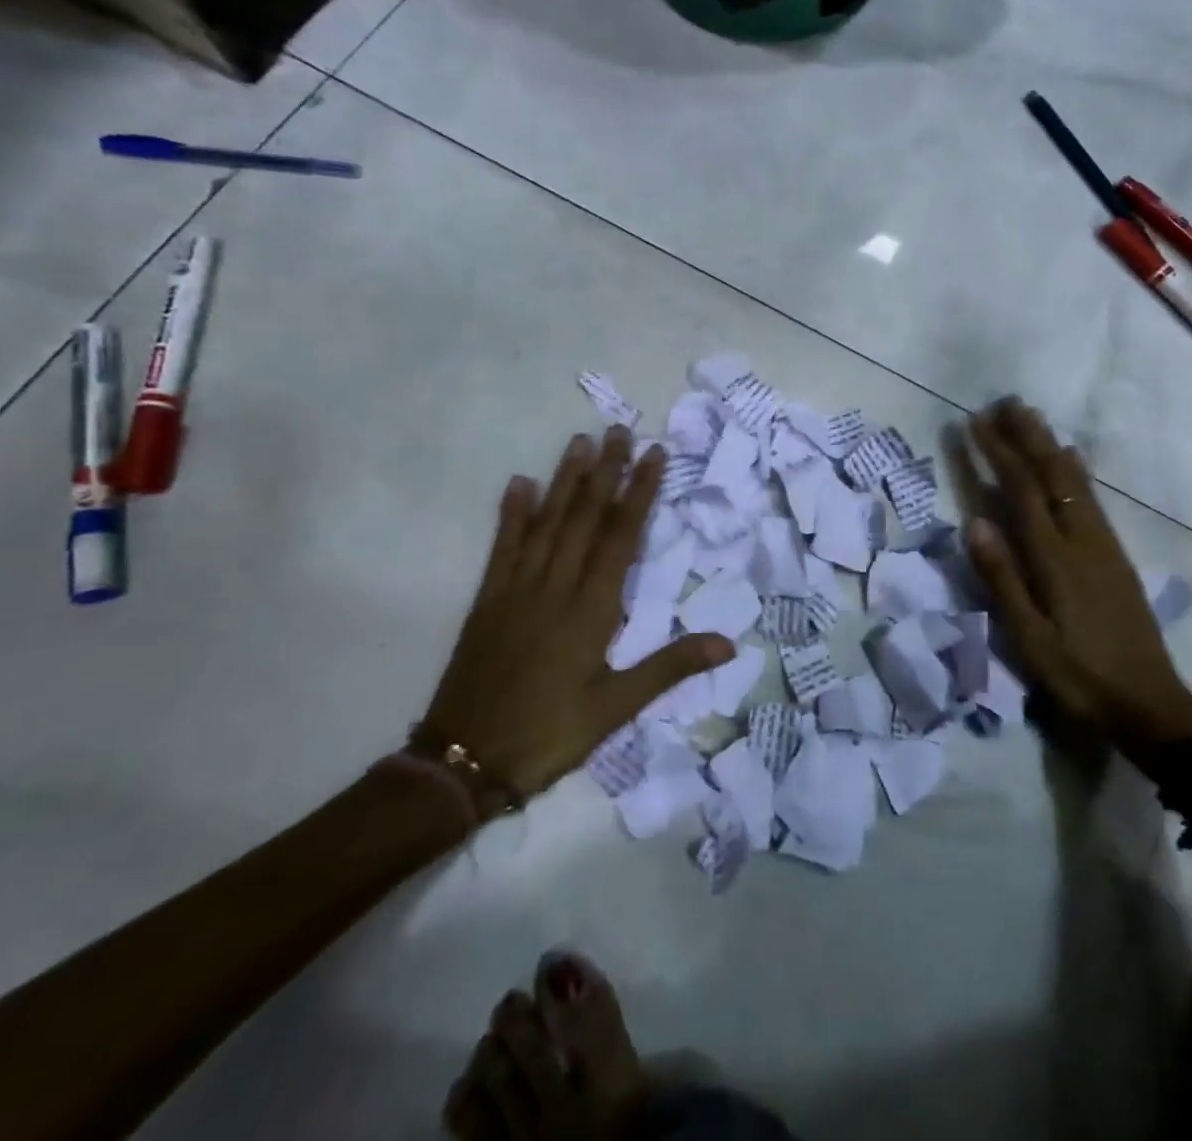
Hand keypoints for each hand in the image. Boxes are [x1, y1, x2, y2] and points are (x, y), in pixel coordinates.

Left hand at [416, 427, 732, 805]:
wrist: (463, 761)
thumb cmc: (549, 734)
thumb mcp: (616, 708)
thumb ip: (670, 667)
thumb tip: (728, 642)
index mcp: (591, 610)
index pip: (621, 537)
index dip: (639, 493)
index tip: (654, 456)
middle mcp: (555, 587)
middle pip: (584, 518)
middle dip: (606, 472)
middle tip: (620, 430)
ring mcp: (517, 589)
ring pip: (546, 523)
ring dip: (565, 480)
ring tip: (580, 442)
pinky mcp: (488, 600)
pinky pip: (503, 547)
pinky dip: (512, 514)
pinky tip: (519, 483)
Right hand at [963, 398, 1191, 756]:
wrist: (1149, 705)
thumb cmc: (1079, 676)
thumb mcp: (1029, 639)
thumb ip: (1002, 579)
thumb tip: (975, 522)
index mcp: (1054, 558)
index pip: (1021, 491)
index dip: (997, 453)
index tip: (975, 422)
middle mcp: (1082, 540)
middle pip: (1052, 475)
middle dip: (1027, 436)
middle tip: (1005, 402)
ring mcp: (1104, 545)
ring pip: (1075, 481)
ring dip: (1050, 444)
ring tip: (1032, 417)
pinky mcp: (1116, 556)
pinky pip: (1091, 498)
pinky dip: (1076, 470)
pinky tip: (1073, 460)